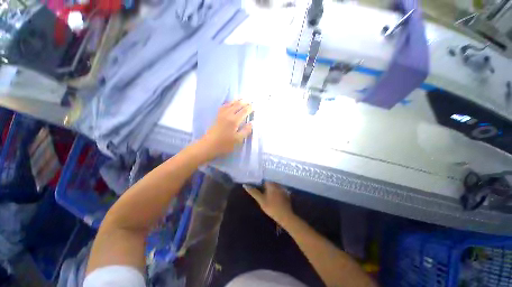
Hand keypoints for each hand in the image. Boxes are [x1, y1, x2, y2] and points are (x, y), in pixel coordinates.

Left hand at [199, 100, 252, 159]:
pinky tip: (229, 103)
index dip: (250, 108)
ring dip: (237, 101)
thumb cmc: (225, 144)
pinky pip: (224, 106)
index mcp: (234, 120)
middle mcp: (228, 114)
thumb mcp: (238, 140)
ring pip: (230, 104)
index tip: (255, 106)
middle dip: (244, 102)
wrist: (208, 145)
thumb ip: (246, 131)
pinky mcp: (217, 116)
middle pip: (237, 105)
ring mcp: (222, 114)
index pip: (244, 111)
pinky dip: (228, 103)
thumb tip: (252, 123)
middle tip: (250, 100)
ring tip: (242, 98)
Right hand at [243, 182, 292, 223]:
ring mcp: (283, 189)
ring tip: (269, 198)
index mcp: (271, 184)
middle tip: (263, 196)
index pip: (264, 181)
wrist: (285, 216)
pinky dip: (276, 194)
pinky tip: (275, 200)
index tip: (259, 192)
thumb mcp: (261, 200)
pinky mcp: (286, 194)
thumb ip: (254, 192)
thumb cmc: (272, 207)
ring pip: (274, 187)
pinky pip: (279, 191)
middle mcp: (277, 184)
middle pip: (269, 184)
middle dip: (266, 188)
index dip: (260, 186)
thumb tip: (245, 185)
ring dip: (271, 191)